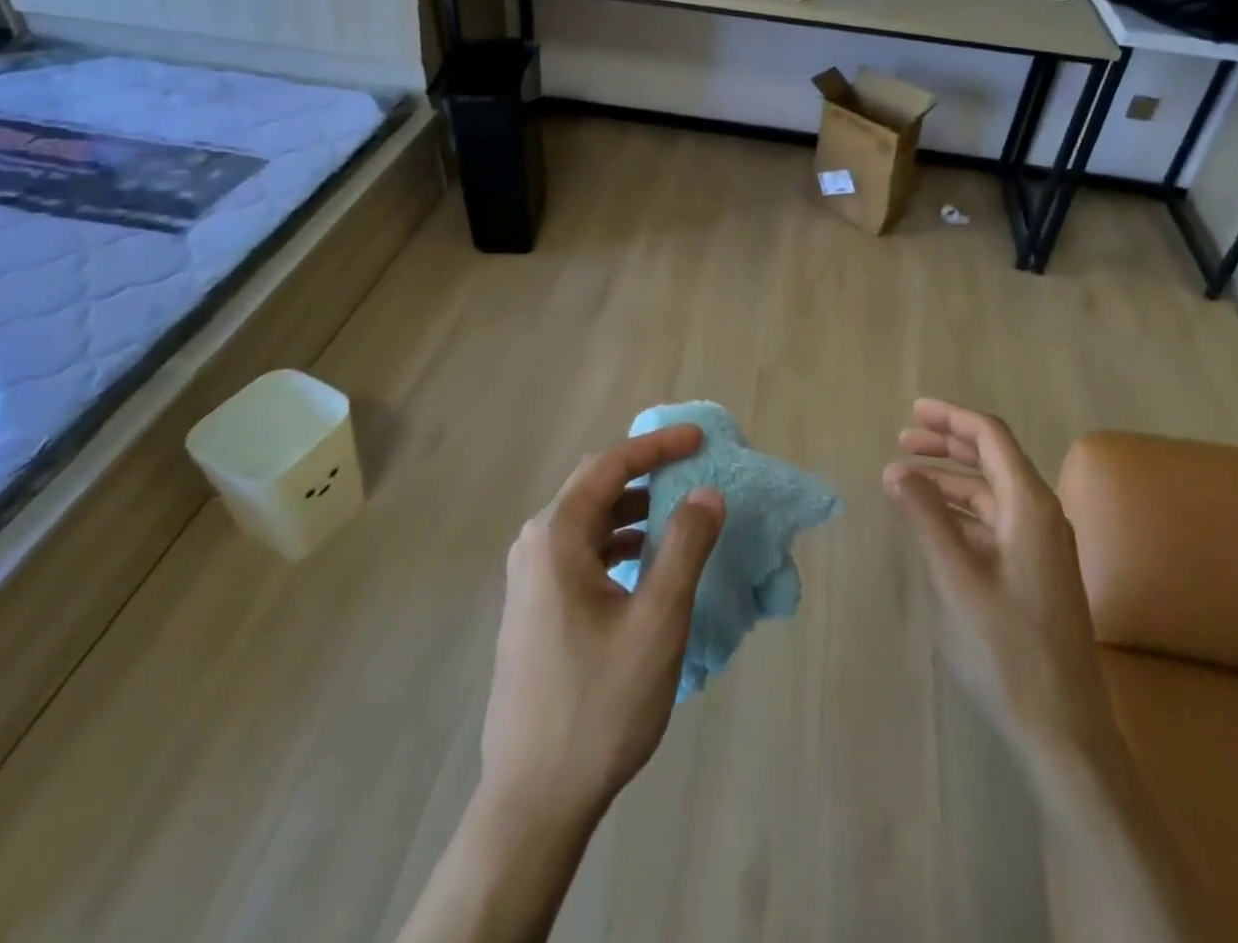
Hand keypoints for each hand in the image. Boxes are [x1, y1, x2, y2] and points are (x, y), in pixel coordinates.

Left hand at [480, 425, 725, 831]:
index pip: (610, 465)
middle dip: (646, 471)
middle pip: (595, 486)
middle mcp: (535, 546)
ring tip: (679, 514)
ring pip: (589, 521)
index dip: (657, 446)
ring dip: (634, 509)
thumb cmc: (598, 704)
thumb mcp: (657, 621)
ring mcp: (530, 580)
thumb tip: (706, 492)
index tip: (699, 439)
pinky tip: (649, 564)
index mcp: (556, 537)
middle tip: (692, 467)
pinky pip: (582, 553)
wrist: (532, 800)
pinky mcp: (536, 608)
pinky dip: (619, 543)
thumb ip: (685, 547)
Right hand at [884, 399, 1113, 771]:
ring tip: (906, 480)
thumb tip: (896, 469)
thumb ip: (926, 518)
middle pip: (993, 459)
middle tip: (902, 440)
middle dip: (948, 444)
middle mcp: (1042, 516)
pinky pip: (994, 523)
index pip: (991, 437)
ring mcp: (1041, 546)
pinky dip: (961, 512)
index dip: (951, 418)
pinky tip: (933, 522)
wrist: (1065, 732)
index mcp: (1031, 506)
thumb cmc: (1009, 650)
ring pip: (992, 493)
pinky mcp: (1035, 572)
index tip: (912, 411)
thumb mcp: (957, 579)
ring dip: (950, 480)